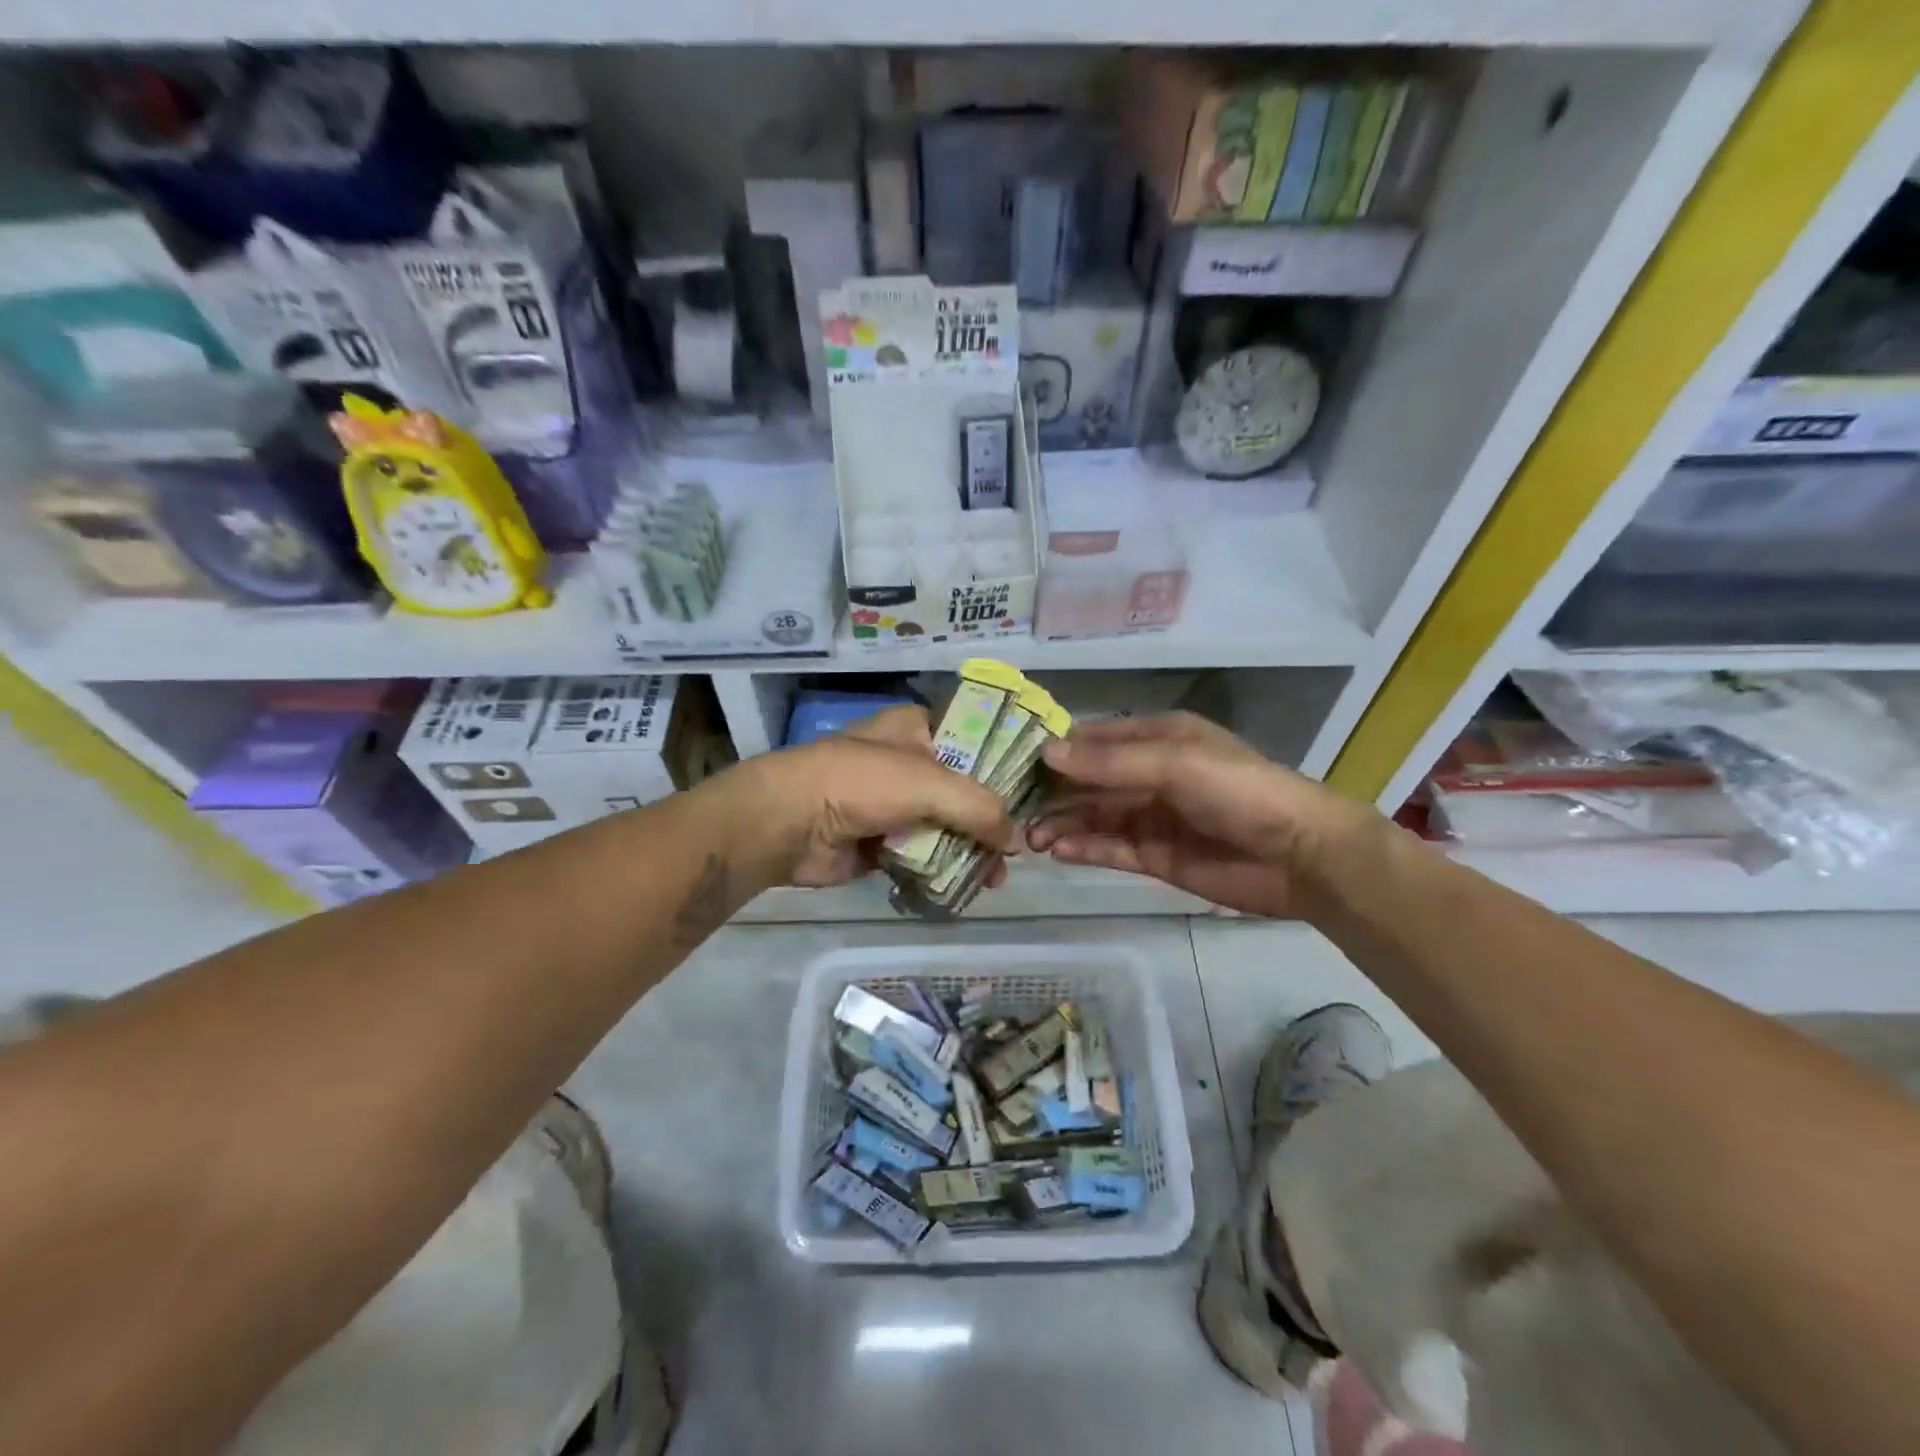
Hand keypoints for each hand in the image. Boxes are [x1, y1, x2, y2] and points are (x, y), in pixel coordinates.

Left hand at [742, 706, 1015, 887]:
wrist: (788, 823)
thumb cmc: (861, 783)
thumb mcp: (931, 784)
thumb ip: (980, 808)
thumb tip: (1014, 841)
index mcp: (918, 730)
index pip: (976, 741)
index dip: (1006, 769)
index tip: (1036, 798)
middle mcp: (909, 763)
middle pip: (964, 792)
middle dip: (990, 823)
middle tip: (1017, 852)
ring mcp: (893, 804)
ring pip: (946, 827)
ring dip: (970, 852)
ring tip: (996, 880)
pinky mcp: (881, 841)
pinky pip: (923, 855)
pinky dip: (942, 870)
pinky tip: (967, 888)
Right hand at [1027, 712, 1375, 917]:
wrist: (1299, 855)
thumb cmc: (1238, 791)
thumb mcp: (1175, 763)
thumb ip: (1110, 762)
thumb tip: (1047, 752)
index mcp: (1158, 738)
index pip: (1095, 738)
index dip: (1057, 748)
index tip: (1014, 761)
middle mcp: (1150, 773)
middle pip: (1090, 781)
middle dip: (1054, 792)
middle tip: (1014, 809)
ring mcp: (1152, 817)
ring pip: (1095, 816)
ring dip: (1063, 823)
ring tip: (1030, 838)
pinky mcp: (1156, 856)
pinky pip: (1111, 848)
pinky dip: (1084, 848)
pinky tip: (1058, 851)